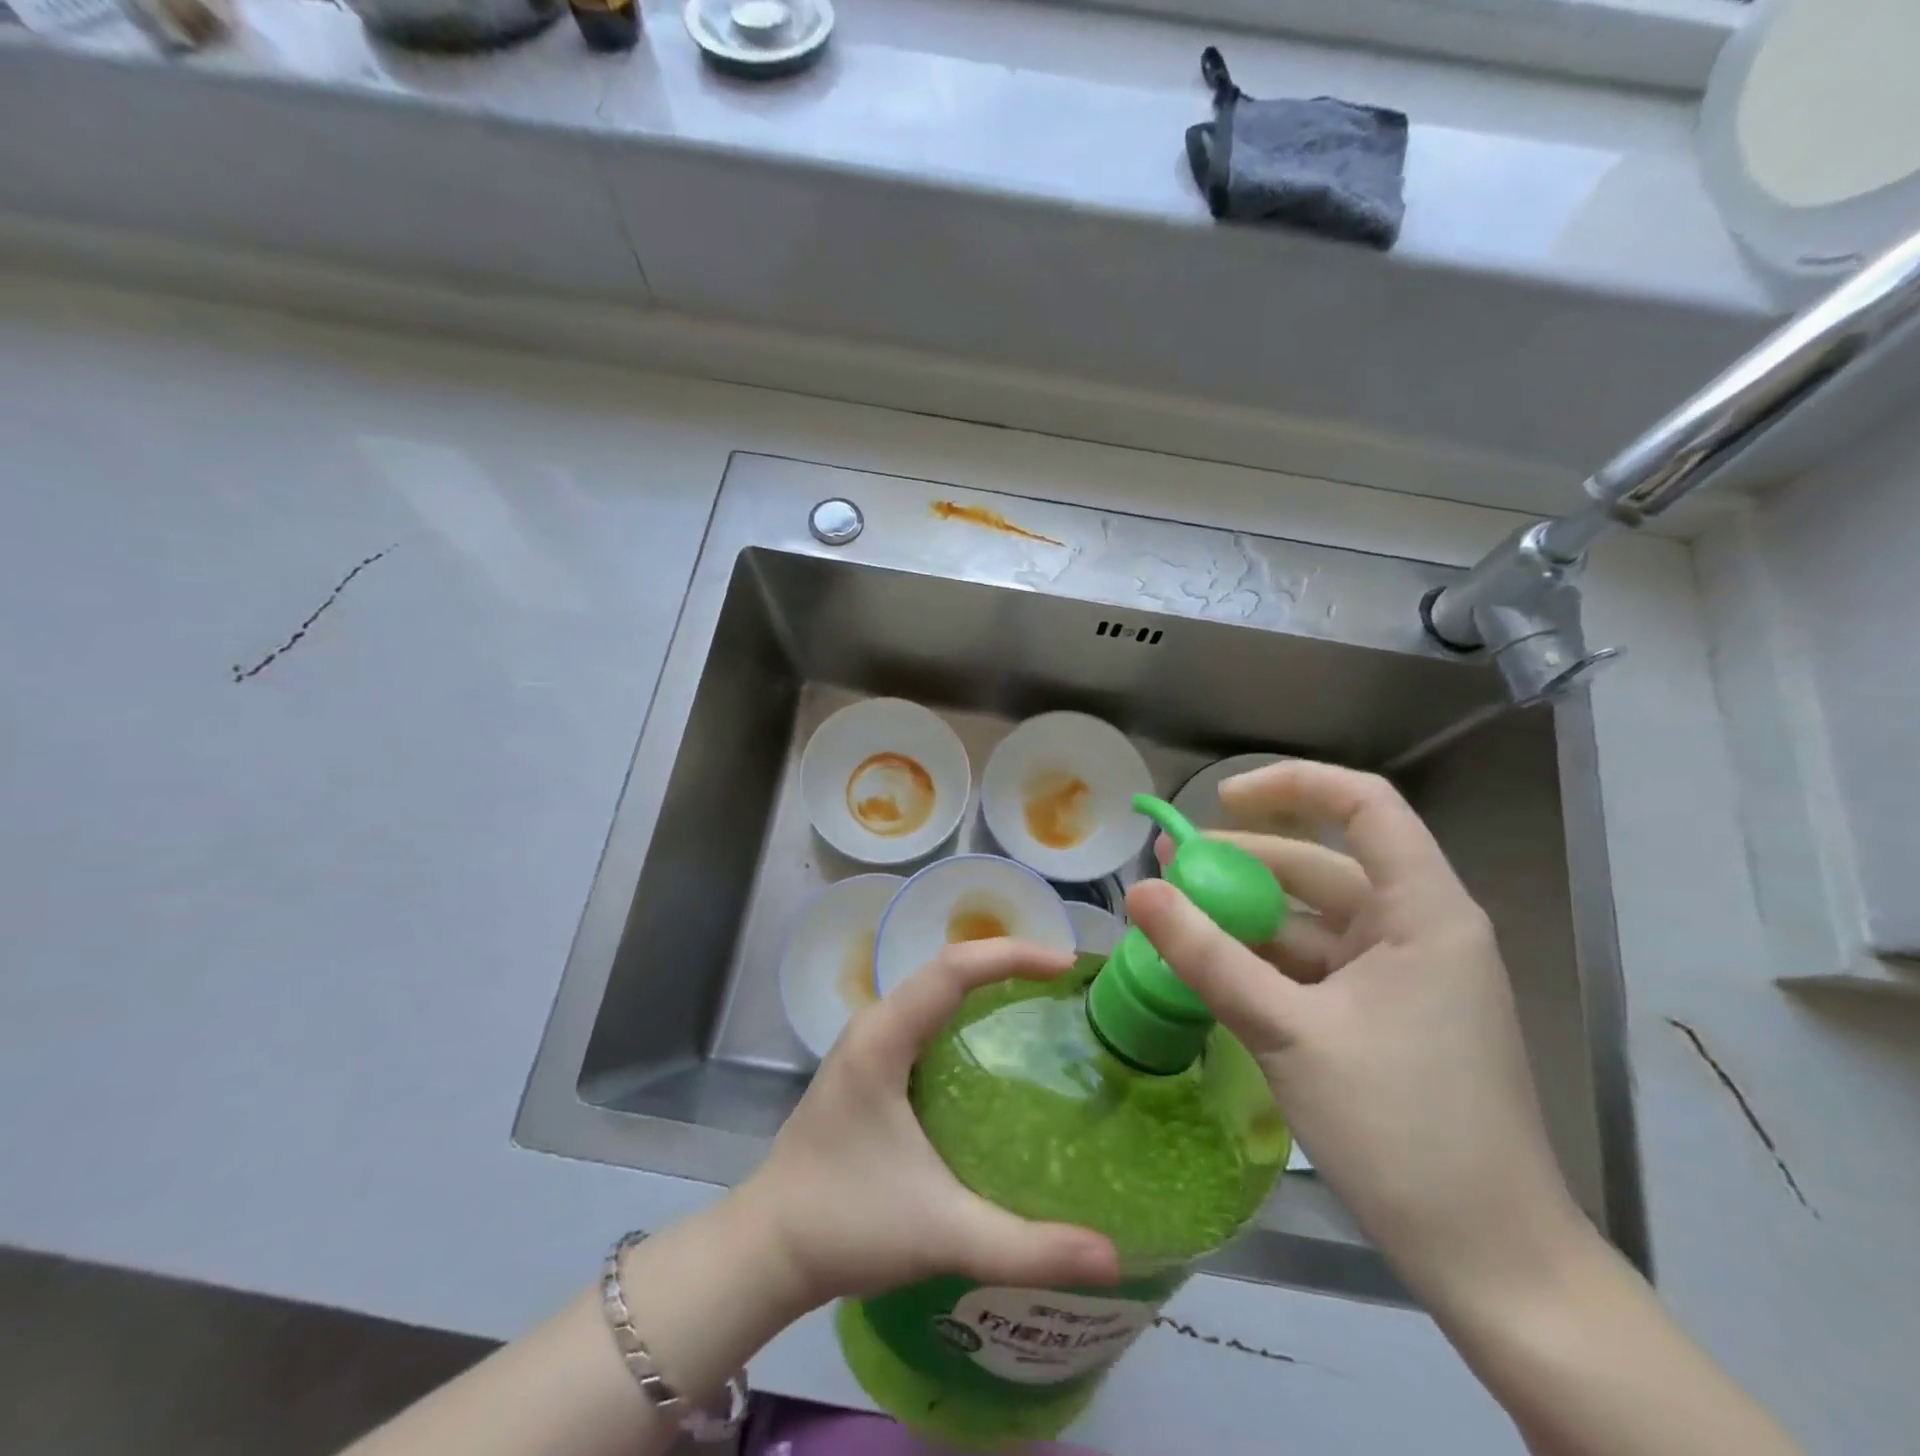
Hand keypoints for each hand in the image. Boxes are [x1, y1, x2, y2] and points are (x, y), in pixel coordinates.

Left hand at [729, 938, 1119, 1312]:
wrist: (766, 1248)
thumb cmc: (846, 1226)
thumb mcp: (942, 1234)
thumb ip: (1026, 1248)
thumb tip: (1112, 1260)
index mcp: (884, 1038)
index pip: (953, 969)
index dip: (1011, 956)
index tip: (1066, 965)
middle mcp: (874, 1024)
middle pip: (946, 967)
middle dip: (1007, 962)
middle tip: (1066, 981)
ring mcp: (867, 1041)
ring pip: (934, 987)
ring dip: (985, 981)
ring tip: (1043, 997)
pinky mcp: (868, 1062)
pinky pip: (925, 1013)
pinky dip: (965, 1008)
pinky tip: (995, 1041)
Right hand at [1126, 761, 1587, 1307]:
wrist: (1492, 1263)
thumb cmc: (1402, 1132)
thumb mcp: (1289, 1034)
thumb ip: (1208, 957)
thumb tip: (1138, 892)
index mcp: (1424, 912)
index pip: (1364, 805)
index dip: (1291, 785)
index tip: (1220, 802)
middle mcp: (1419, 929)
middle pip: (1323, 865)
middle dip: (1242, 861)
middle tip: (1168, 868)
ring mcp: (1404, 975)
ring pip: (1313, 919)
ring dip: (1246, 916)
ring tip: (1176, 917)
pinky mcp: (1387, 1015)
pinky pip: (1316, 965)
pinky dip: (1264, 960)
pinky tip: (1213, 969)